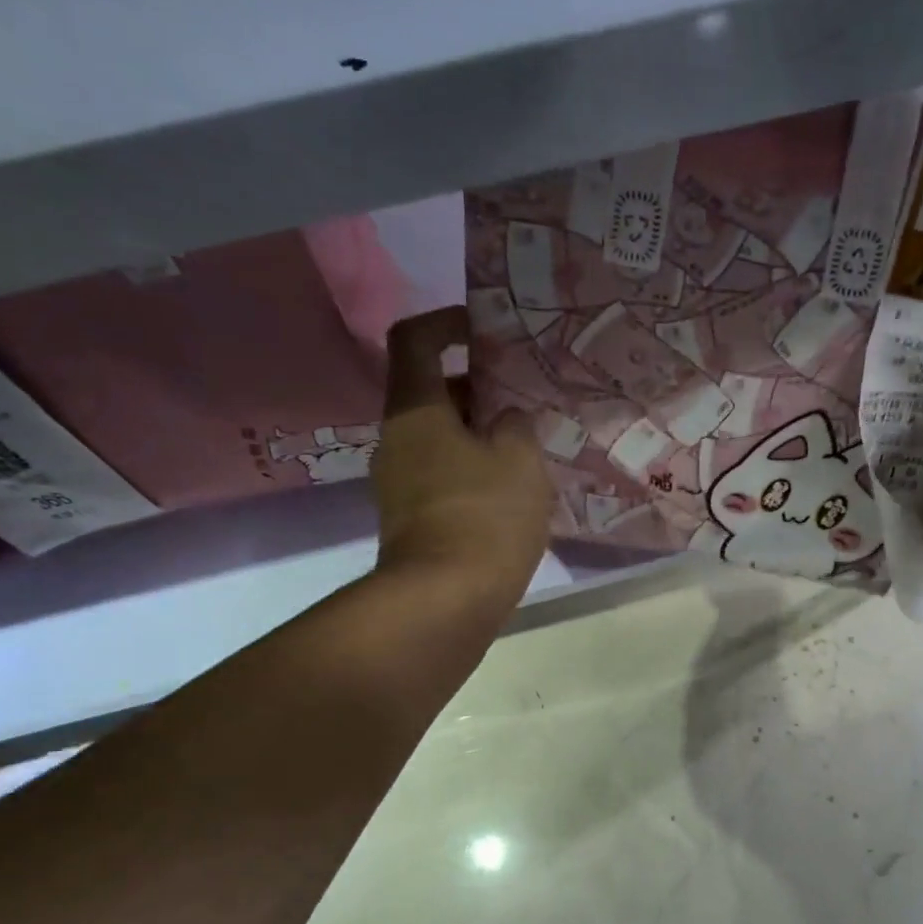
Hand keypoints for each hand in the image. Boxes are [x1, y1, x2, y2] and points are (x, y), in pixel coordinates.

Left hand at [372, 307, 553, 600]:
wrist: (446, 600)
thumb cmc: (485, 516)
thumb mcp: (520, 459)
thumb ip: (516, 425)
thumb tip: (506, 419)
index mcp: (415, 410)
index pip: (414, 339)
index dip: (447, 322)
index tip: (484, 331)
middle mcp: (396, 440)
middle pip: (430, 392)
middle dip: (477, 389)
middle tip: (523, 400)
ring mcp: (398, 484)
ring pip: (439, 438)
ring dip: (479, 435)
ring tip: (526, 449)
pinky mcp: (411, 520)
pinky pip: (443, 476)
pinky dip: (473, 471)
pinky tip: (511, 491)